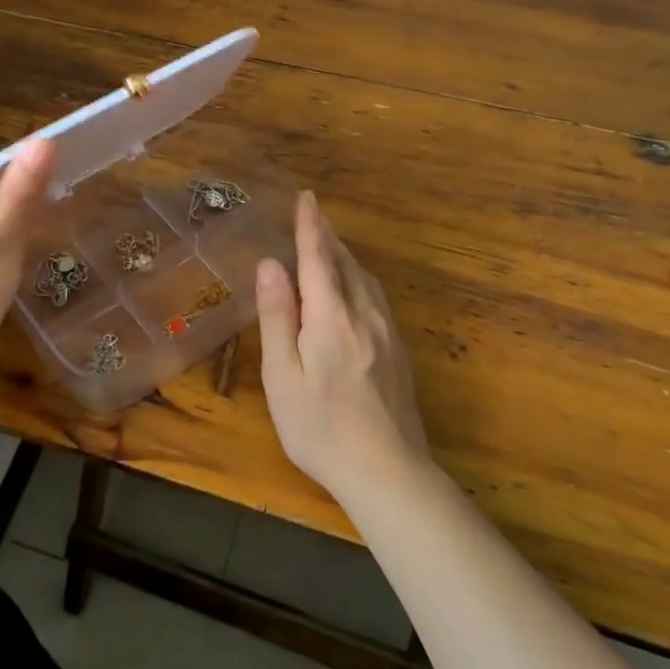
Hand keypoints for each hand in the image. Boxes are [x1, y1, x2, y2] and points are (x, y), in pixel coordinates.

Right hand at [256, 192, 430, 498]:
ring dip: (344, 255)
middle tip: (313, 214)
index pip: (318, 257)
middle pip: (345, 262)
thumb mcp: (282, 375)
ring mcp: (386, 332)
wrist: (388, 471)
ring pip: (364, 278)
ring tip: (328, 243)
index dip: (310, 226)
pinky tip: (352, 288)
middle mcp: (364, 314)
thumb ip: (277, 316)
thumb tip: (271, 264)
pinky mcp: (398, 350)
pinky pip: (375, 296)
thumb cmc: (320, 426)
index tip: (306, 197)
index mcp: (331, 316)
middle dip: (327, 235)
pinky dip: (357, 278)